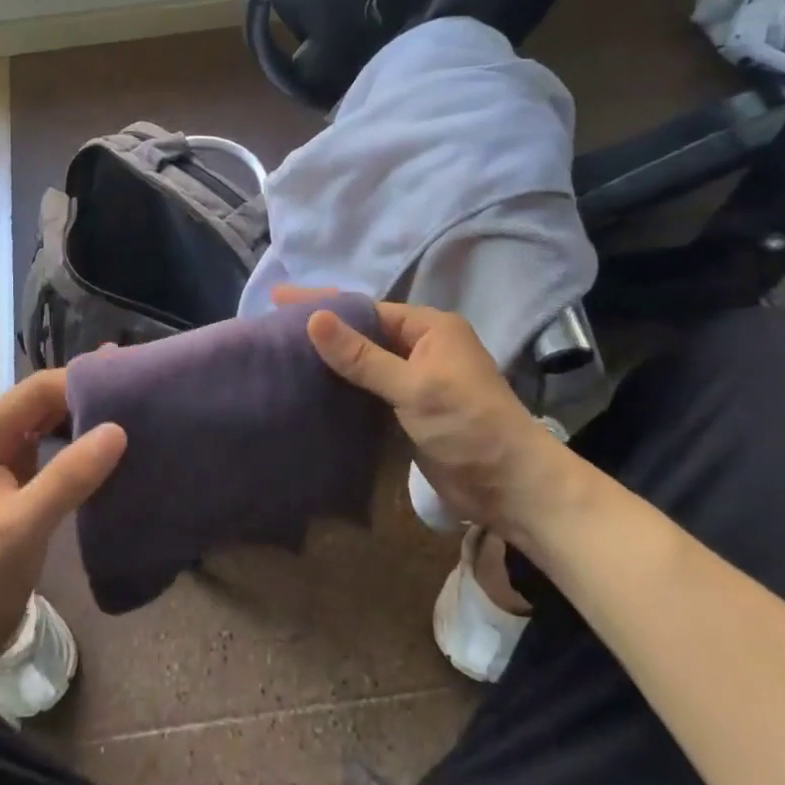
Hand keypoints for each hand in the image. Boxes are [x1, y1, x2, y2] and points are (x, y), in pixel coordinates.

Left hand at [0, 370, 125, 683]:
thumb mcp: (23, 525)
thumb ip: (69, 475)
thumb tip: (118, 429)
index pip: (36, 391)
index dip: (80, 381)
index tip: (127, 380)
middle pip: (43, 402)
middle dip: (86, 394)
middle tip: (137, 389)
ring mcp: (2, 463)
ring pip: (49, 425)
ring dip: (85, 417)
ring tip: (132, 410)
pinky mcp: (17, 486)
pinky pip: (52, 451)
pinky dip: (80, 445)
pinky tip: (110, 448)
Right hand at [281, 288, 567, 536]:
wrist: (511, 487)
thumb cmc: (468, 425)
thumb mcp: (413, 386)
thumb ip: (361, 356)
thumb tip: (313, 317)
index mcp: (430, 328)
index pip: (366, 308)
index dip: (323, 302)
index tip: (279, 297)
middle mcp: (422, 347)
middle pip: (362, 332)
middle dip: (322, 327)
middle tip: (273, 322)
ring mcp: (416, 380)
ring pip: (363, 361)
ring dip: (329, 358)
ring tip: (282, 351)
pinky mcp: (409, 411)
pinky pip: (368, 389)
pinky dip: (341, 386)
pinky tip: (310, 386)